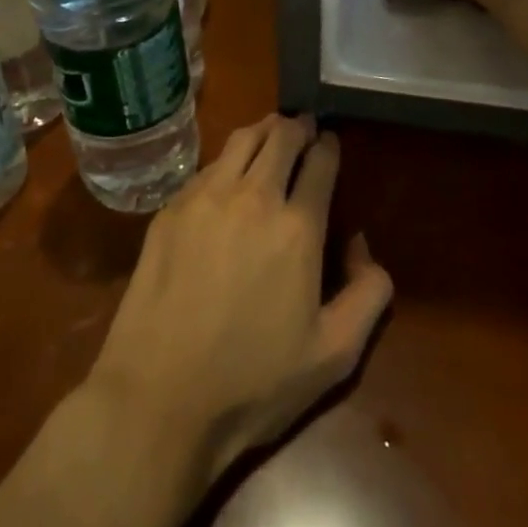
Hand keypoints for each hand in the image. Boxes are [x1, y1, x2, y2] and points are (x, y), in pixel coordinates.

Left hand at [85, 115, 393, 484]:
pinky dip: (227, 159)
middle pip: (281, 136)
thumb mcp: (334, 356)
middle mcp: (253, 197)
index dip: (329, 146)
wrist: (159, 398)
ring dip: (263, 130)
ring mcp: (205, 198)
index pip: (320, 161)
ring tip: (271, 133)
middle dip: (298, 127)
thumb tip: (362, 245)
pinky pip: (207, 166)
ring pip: (241, 140)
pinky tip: (227, 175)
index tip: (331, 143)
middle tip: (305, 129)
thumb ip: (368, 294)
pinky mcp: (170, 210)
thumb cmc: (253, 383)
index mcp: (298, 226)